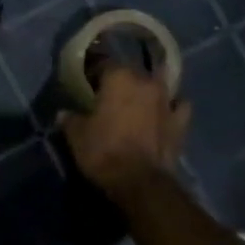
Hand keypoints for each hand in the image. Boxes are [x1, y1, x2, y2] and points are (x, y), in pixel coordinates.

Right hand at [59, 66, 190, 203]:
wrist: (139, 182)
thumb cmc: (103, 152)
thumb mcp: (77, 136)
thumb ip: (70, 120)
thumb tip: (63, 113)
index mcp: (119, 78)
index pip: (104, 62)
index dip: (94, 72)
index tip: (86, 83)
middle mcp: (146, 82)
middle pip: (133, 71)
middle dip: (122, 79)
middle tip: (110, 94)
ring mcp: (167, 100)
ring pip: (160, 83)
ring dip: (149, 89)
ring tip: (139, 100)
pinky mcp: (181, 122)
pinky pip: (178, 105)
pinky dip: (172, 107)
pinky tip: (166, 112)